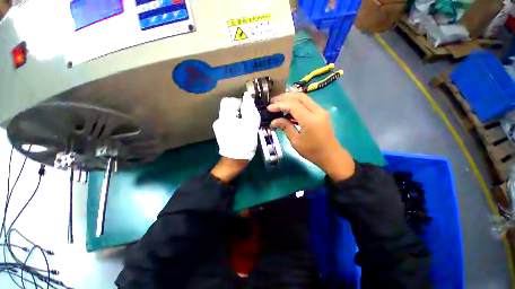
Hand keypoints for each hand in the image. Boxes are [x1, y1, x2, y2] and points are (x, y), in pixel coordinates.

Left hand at [211, 93, 260, 181]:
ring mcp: (219, 127)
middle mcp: (219, 120)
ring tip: (246, 126)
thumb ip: (249, 109)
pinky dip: (236, 124)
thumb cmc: (244, 142)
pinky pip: (229, 123)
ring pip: (230, 116)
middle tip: (249, 119)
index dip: (239, 102)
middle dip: (240, 111)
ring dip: (239, 118)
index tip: (247, 109)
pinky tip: (241, 131)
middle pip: (230, 108)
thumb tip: (247, 96)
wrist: (235, 159)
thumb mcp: (250, 124)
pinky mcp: (222, 133)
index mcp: (225, 116)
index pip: (229, 100)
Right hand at [268, 92, 354, 180]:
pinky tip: (288, 108)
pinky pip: (307, 103)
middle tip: (273, 101)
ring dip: (290, 98)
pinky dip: (296, 103)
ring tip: (278, 103)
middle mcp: (317, 111)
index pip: (293, 105)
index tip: (269, 108)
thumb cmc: (312, 151)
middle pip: (299, 97)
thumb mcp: (296, 141)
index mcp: (310, 120)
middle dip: (284, 97)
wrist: (331, 156)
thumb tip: (273, 121)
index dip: (280, 105)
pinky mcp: (321, 113)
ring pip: (304, 98)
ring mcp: (321, 111)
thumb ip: (285, 127)